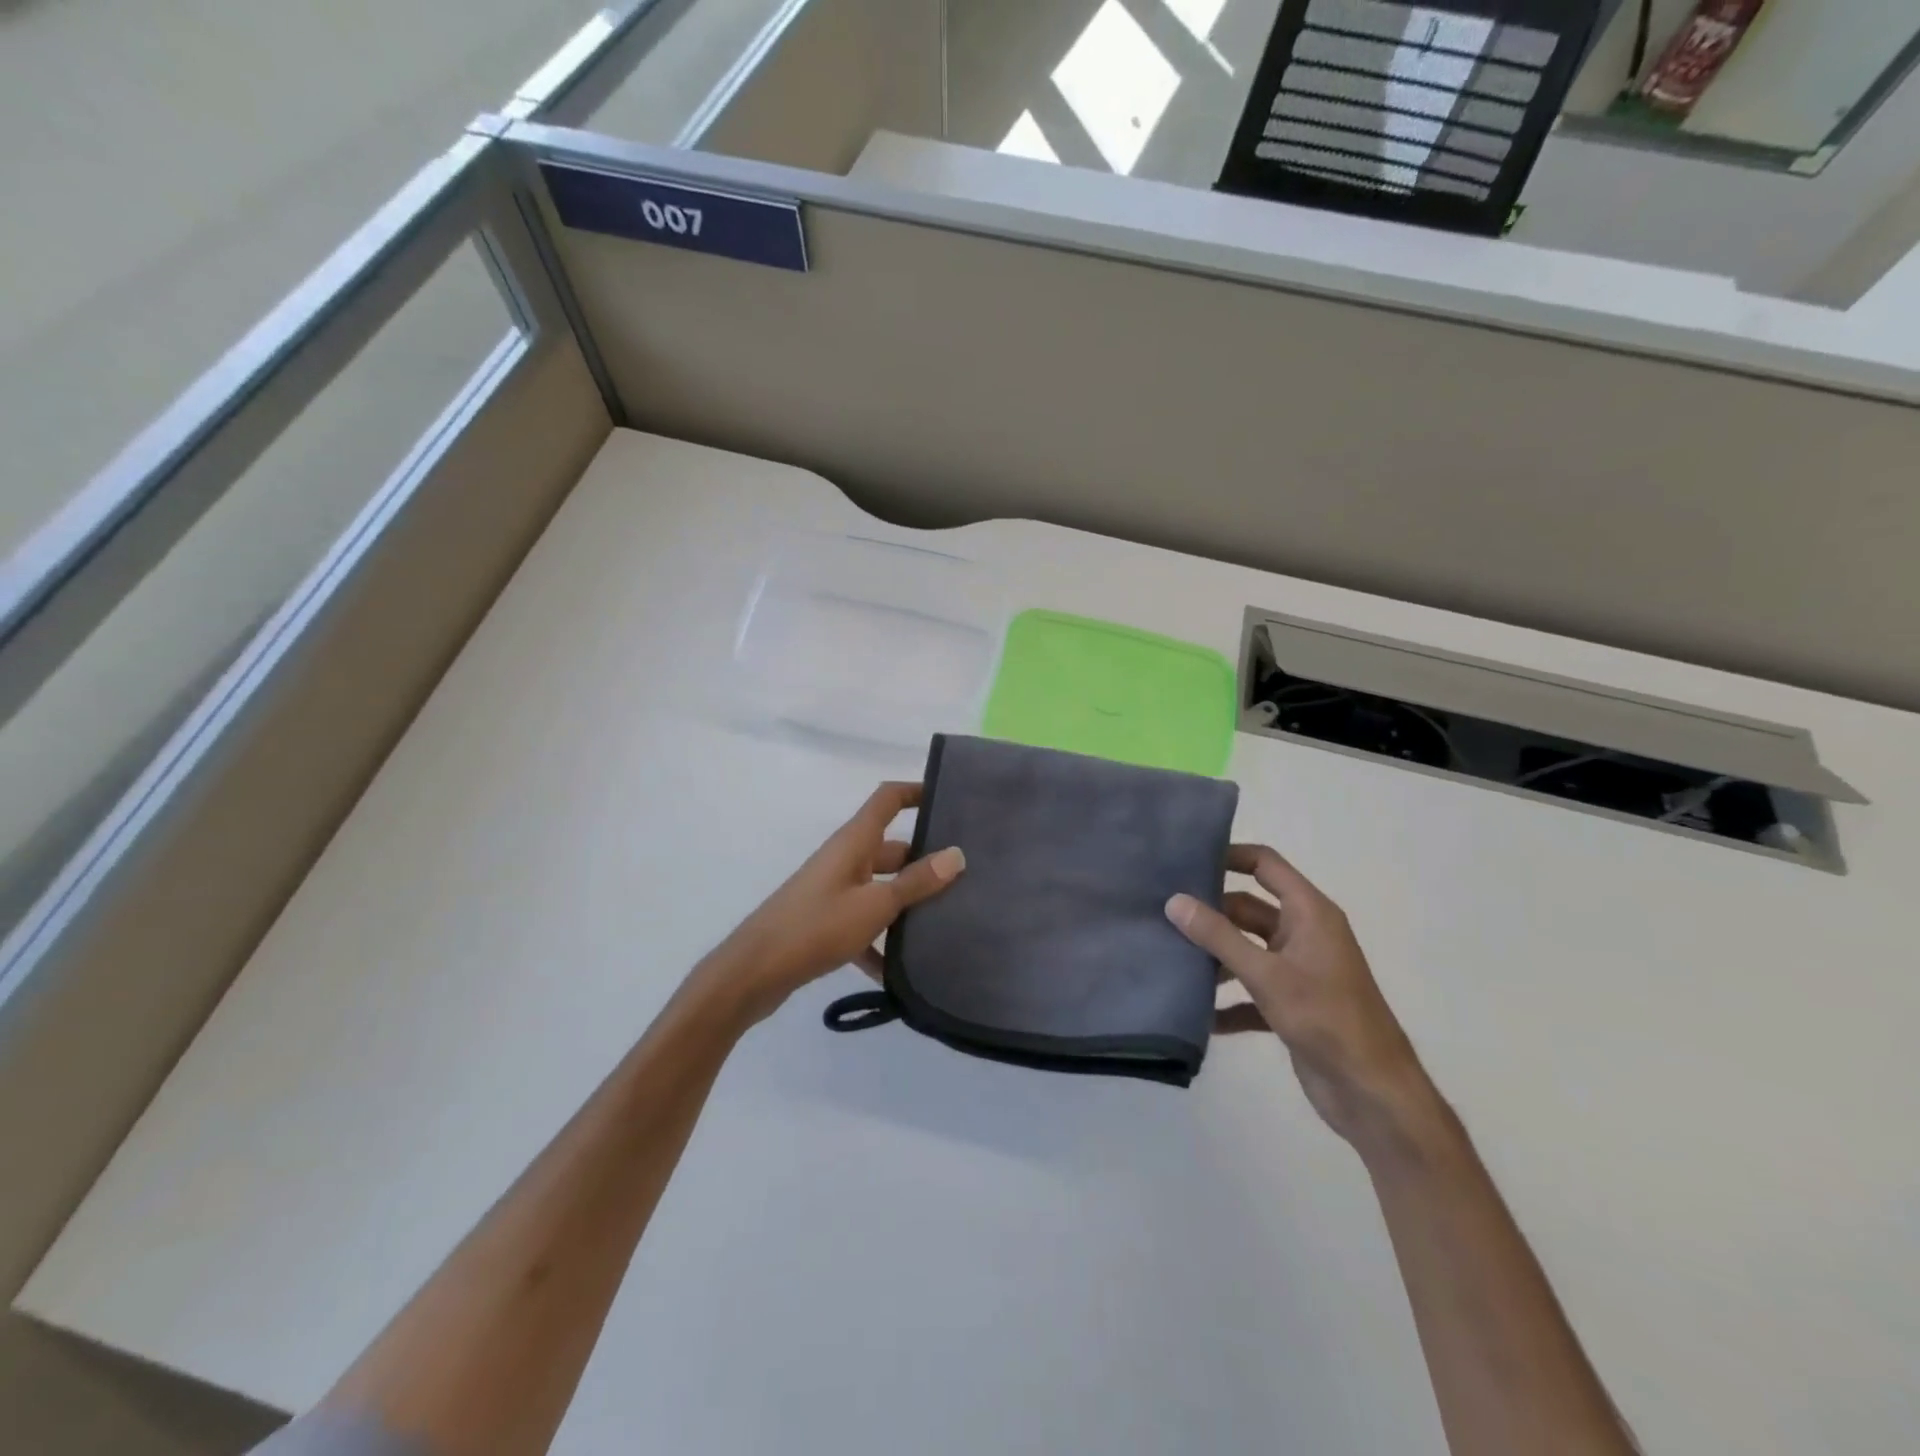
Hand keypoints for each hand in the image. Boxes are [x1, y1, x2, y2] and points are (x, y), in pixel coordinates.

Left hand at [696, 782, 964, 1025]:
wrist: (753, 973)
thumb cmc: (815, 927)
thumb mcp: (874, 905)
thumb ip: (916, 882)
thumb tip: (957, 854)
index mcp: (853, 842)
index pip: (887, 799)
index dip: (916, 791)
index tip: (951, 798)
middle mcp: (845, 859)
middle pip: (892, 848)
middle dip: (926, 860)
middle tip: (968, 876)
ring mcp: (834, 891)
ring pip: (881, 888)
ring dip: (908, 903)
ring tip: (949, 921)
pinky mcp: (826, 923)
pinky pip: (864, 924)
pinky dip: (882, 943)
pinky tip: (903, 973)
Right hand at [1166, 845, 1434, 1157]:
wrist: (1374, 1094)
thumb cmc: (1326, 1019)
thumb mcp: (1266, 974)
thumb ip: (1218, 936)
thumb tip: (1174, 901)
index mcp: (1309, 913)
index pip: (1265, 865)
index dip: (1229, 856)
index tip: (1185, 861)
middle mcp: (1304, 934)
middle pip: (1248, 909)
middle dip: (1210, 913)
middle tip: (1162, 914)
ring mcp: (1298, 971)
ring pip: (1246, 950)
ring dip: (1215, 957)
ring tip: (1170, 959)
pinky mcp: (1292, 1006)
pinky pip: (1251, 992)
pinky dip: (1227, 1001)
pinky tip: (1197, 1014)